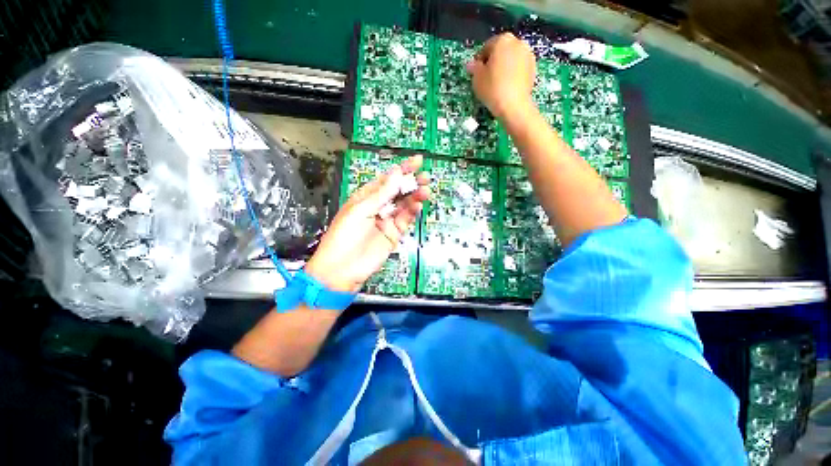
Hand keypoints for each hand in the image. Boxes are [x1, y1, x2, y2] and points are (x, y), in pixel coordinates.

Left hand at [305, 155, 429, 292]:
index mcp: (366, 197)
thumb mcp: (360, 211)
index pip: (386, 179)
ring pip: (404, 205)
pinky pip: (405, 220)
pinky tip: (418, 206)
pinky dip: (412, 212)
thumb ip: (381, 194)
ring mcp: (387, 220)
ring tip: (425, 191)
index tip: (417, 161)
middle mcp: (378, 206)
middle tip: (426, 176)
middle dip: (412, 182)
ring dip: (415, 197)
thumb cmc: (344, 236)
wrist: (342, 269)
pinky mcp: (394, 234)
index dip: (402, 169)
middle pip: (398, 191)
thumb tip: (397, 173)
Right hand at [466, 33, 536, 119]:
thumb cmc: (492, 88)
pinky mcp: (533, 68)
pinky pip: (519, 68)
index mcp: (502, 40)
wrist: (513, 105)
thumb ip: (474, 68)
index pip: (487, 47)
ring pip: (511, 59)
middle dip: (494, 62)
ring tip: (497, 83)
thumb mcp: (477, 78)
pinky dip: (513, 74)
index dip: (480, 61)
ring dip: (504, 67)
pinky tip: (507, 86)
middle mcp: (518, 42)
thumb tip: (471, 64)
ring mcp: (528, 55)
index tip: (477, 73)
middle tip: (487, 78)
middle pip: (501, 51)